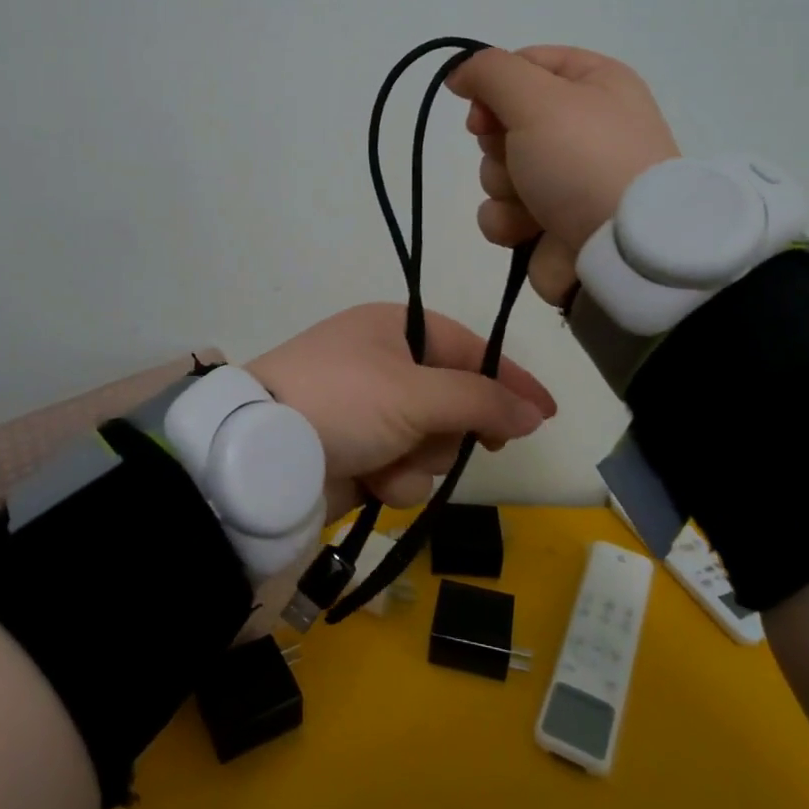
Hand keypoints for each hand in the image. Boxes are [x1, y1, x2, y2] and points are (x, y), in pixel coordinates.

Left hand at [246, 304, 555, 516]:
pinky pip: (403, 469)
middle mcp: (384, 364)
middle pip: (454, 402)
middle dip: (449, 429)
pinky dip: (393, 478)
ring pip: (431, 444)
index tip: (546, 413)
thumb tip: (533, 413)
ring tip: (386, 458)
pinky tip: (369, 478)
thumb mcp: (417, 393)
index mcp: (395, 329)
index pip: (471, 349)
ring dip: (418, 459)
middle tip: (445, 439)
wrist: (262, 454)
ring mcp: (369, 411)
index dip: (510, 380)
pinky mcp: (358, 452)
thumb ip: (481, 400)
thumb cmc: (343, 401)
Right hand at [446, 45, 680, 302]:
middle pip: (505, 122)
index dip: (494, 86)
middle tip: (520, 158)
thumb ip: (490, 73)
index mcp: (595, 83)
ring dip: (504, 189)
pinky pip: (504, 214)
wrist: (622, 252)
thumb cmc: (584, 160)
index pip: (525, 64)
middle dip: (499, 146)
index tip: (480, 112)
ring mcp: (568, 178)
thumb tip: (458, 74)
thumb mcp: (538, 99)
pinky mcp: (551, 222)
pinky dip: (510, 223)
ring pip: (498, 172)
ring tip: (534, 205)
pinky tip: (532, 232)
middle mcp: (583, 126)